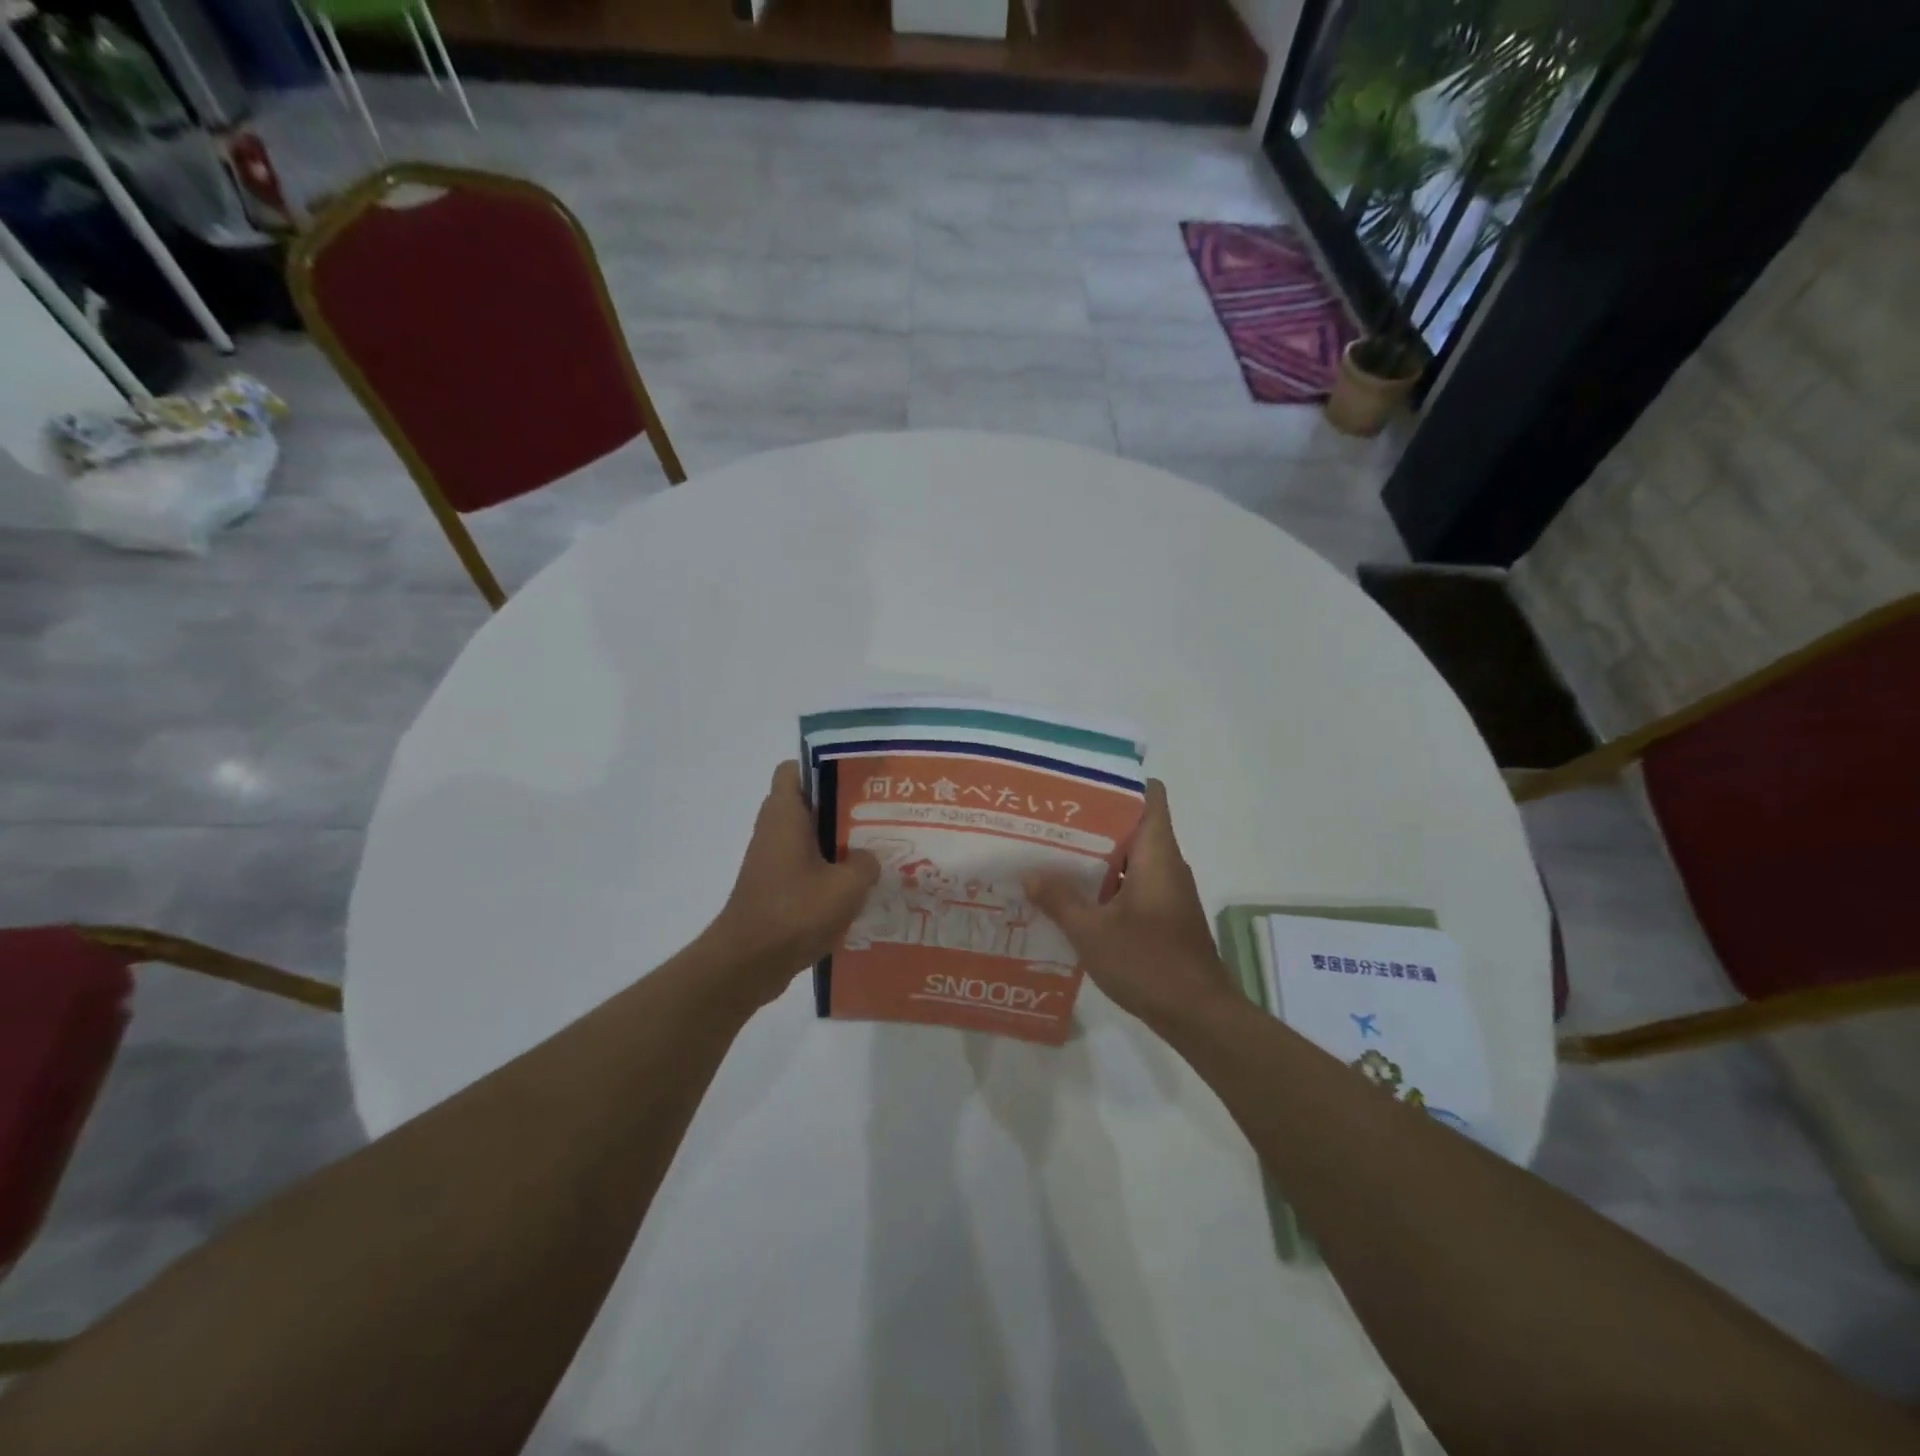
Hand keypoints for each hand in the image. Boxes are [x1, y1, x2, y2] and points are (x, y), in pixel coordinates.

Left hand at [707, 761, 879, 1004]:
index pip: (794, 769)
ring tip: (876, 851)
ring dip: (838, 844)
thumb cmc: (794, 913)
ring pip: (809, 838)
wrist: (747, 964)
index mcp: (785, 815)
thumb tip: (869, 859)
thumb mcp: (847, 886)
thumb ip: (866, 863)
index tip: (856, 779)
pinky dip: (828, 872)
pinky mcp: (774, 888)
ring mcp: (771, 861)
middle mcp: (774, 830)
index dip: (823, 766)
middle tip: (879, 815)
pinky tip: (858, 888)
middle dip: (842, 808)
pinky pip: (805, 867)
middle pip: (809, 805)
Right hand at [1024, 779, 1235, 1032]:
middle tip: (1048, 819)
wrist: (1198, 1015)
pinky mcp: (1162, 914)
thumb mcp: (1092, 932)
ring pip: (1128, 857)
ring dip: (1094, 855)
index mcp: (1156, 854)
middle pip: (1131, 824)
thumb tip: (1028, 873)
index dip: (1119, 783)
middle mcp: (1165, 864)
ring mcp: (1165, 890)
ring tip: (1049, 853)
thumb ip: (1059, 899)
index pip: (1150, 795)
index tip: (1080, 782)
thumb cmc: (1149, 963)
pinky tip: (1069, 895)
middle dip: (1091, 820)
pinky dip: (1104, 883)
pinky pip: (1130, 883)